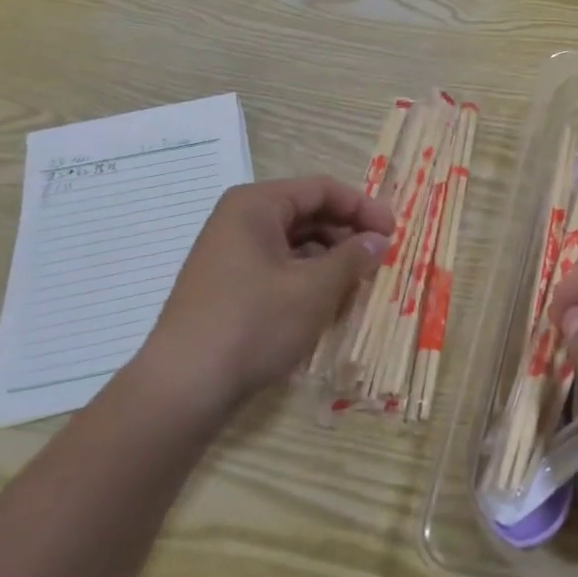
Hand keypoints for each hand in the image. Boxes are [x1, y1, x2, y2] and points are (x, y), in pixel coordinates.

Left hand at [129, 177, 392, 418]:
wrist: (184, 387)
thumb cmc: (254, 324)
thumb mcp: (314, 289)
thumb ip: (352, 258)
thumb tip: (378, 240)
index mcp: (256, 205)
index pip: (322, 189)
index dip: (363, 207)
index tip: (393, 232)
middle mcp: (239, 221)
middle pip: (307, 213)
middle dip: (347, 233)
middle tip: (379, 258)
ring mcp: (230, 254)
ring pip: (294, 243)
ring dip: (330, 258)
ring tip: (358, 284)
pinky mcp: (228, 286)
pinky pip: (278, 267)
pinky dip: (307, 278)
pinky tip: (326, 303)